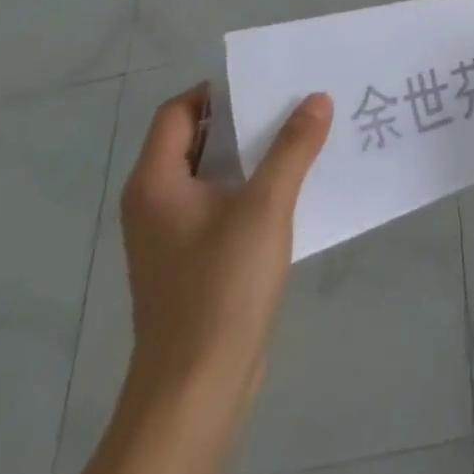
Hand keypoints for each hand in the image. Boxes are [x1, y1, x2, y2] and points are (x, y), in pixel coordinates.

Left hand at [103, 85, 330, 473]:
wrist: (196, 391)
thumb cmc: (222, 286)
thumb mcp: (265, 206)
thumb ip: (293, 147)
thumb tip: (317, 98)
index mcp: (157, 182)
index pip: (178, 111)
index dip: (218, 91)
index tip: (265, 82)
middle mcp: (156, 203)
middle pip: (197, 140)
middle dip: (244, 119)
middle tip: (293, 100)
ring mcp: (173, 237)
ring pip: (214, 175)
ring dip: (253, 155)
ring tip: (304, 135)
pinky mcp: (193, 264)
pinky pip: (222, 206)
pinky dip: (252, 188)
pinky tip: (294, 187)